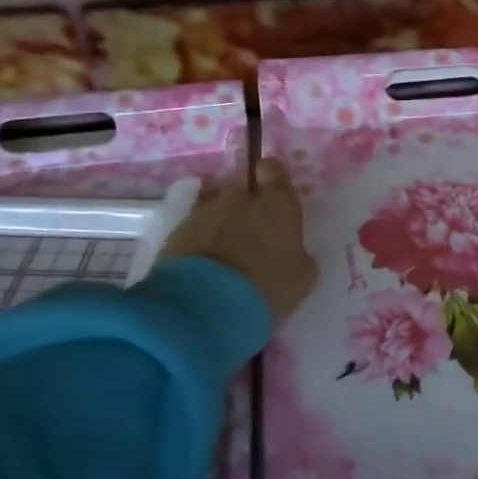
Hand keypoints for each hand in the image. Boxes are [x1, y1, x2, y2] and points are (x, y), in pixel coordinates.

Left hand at [160, 158, 317, 322]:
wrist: (203, 309)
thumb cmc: (265, 288)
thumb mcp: (301, 278)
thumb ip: (299, 254)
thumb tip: (292, 250)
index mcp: (276, 204)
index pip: (273, 169)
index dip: (271, 178)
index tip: (272, 196)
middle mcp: (239, 198)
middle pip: (243, 193)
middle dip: (246, 210)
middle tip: (250, 242)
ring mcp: (204, 212)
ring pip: (217, 211)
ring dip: (222, 227)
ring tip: (224, 262)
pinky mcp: (175, 232)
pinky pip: (195, 230)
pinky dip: (201, 243)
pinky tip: (205, 271)